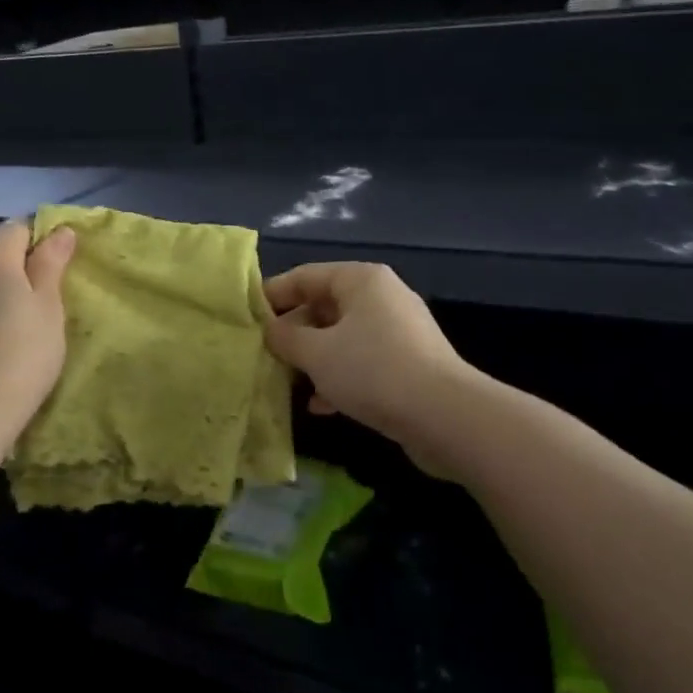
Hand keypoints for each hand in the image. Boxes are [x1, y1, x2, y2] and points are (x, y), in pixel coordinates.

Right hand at [264, 262, 476, 473]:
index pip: (305, 276)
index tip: (247, 316)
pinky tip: (320, 405)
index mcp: (361, 279)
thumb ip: (286, 338)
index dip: (273, 294)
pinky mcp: (408, 363)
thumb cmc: (373, 370)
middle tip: (264, 353)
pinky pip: (362, 361)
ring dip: (314, 358)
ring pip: (342, 337)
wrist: (446, 417)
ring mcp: (398, 330)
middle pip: (324, 306)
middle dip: (293, 331)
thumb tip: (270, 329)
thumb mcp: (317, 353)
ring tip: (286, 380)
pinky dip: (339, 376)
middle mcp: (381, 296)